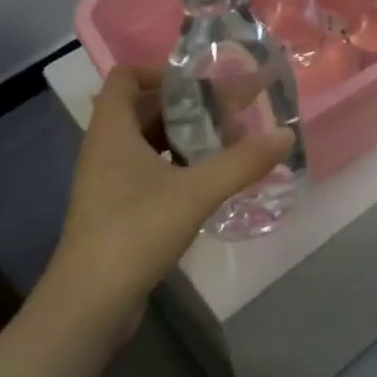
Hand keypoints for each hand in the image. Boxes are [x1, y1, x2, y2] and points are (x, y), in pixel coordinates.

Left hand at [49, 66, 292, 331]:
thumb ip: (243, 162)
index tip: (201, 84)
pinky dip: (178, 166)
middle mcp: (105, 149)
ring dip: (186, 137)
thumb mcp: (196, 192)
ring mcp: (108, 182)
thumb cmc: (135, 232)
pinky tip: (210, 180)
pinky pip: (149, 171)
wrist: (90, 304)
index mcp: (112, 131)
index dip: (160, 72)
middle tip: (231, 113)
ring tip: (228, 144)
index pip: (125, 78)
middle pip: (144, 109)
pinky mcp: (116, 210)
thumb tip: (286, 135)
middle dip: (188, 107)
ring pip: (149, 142)